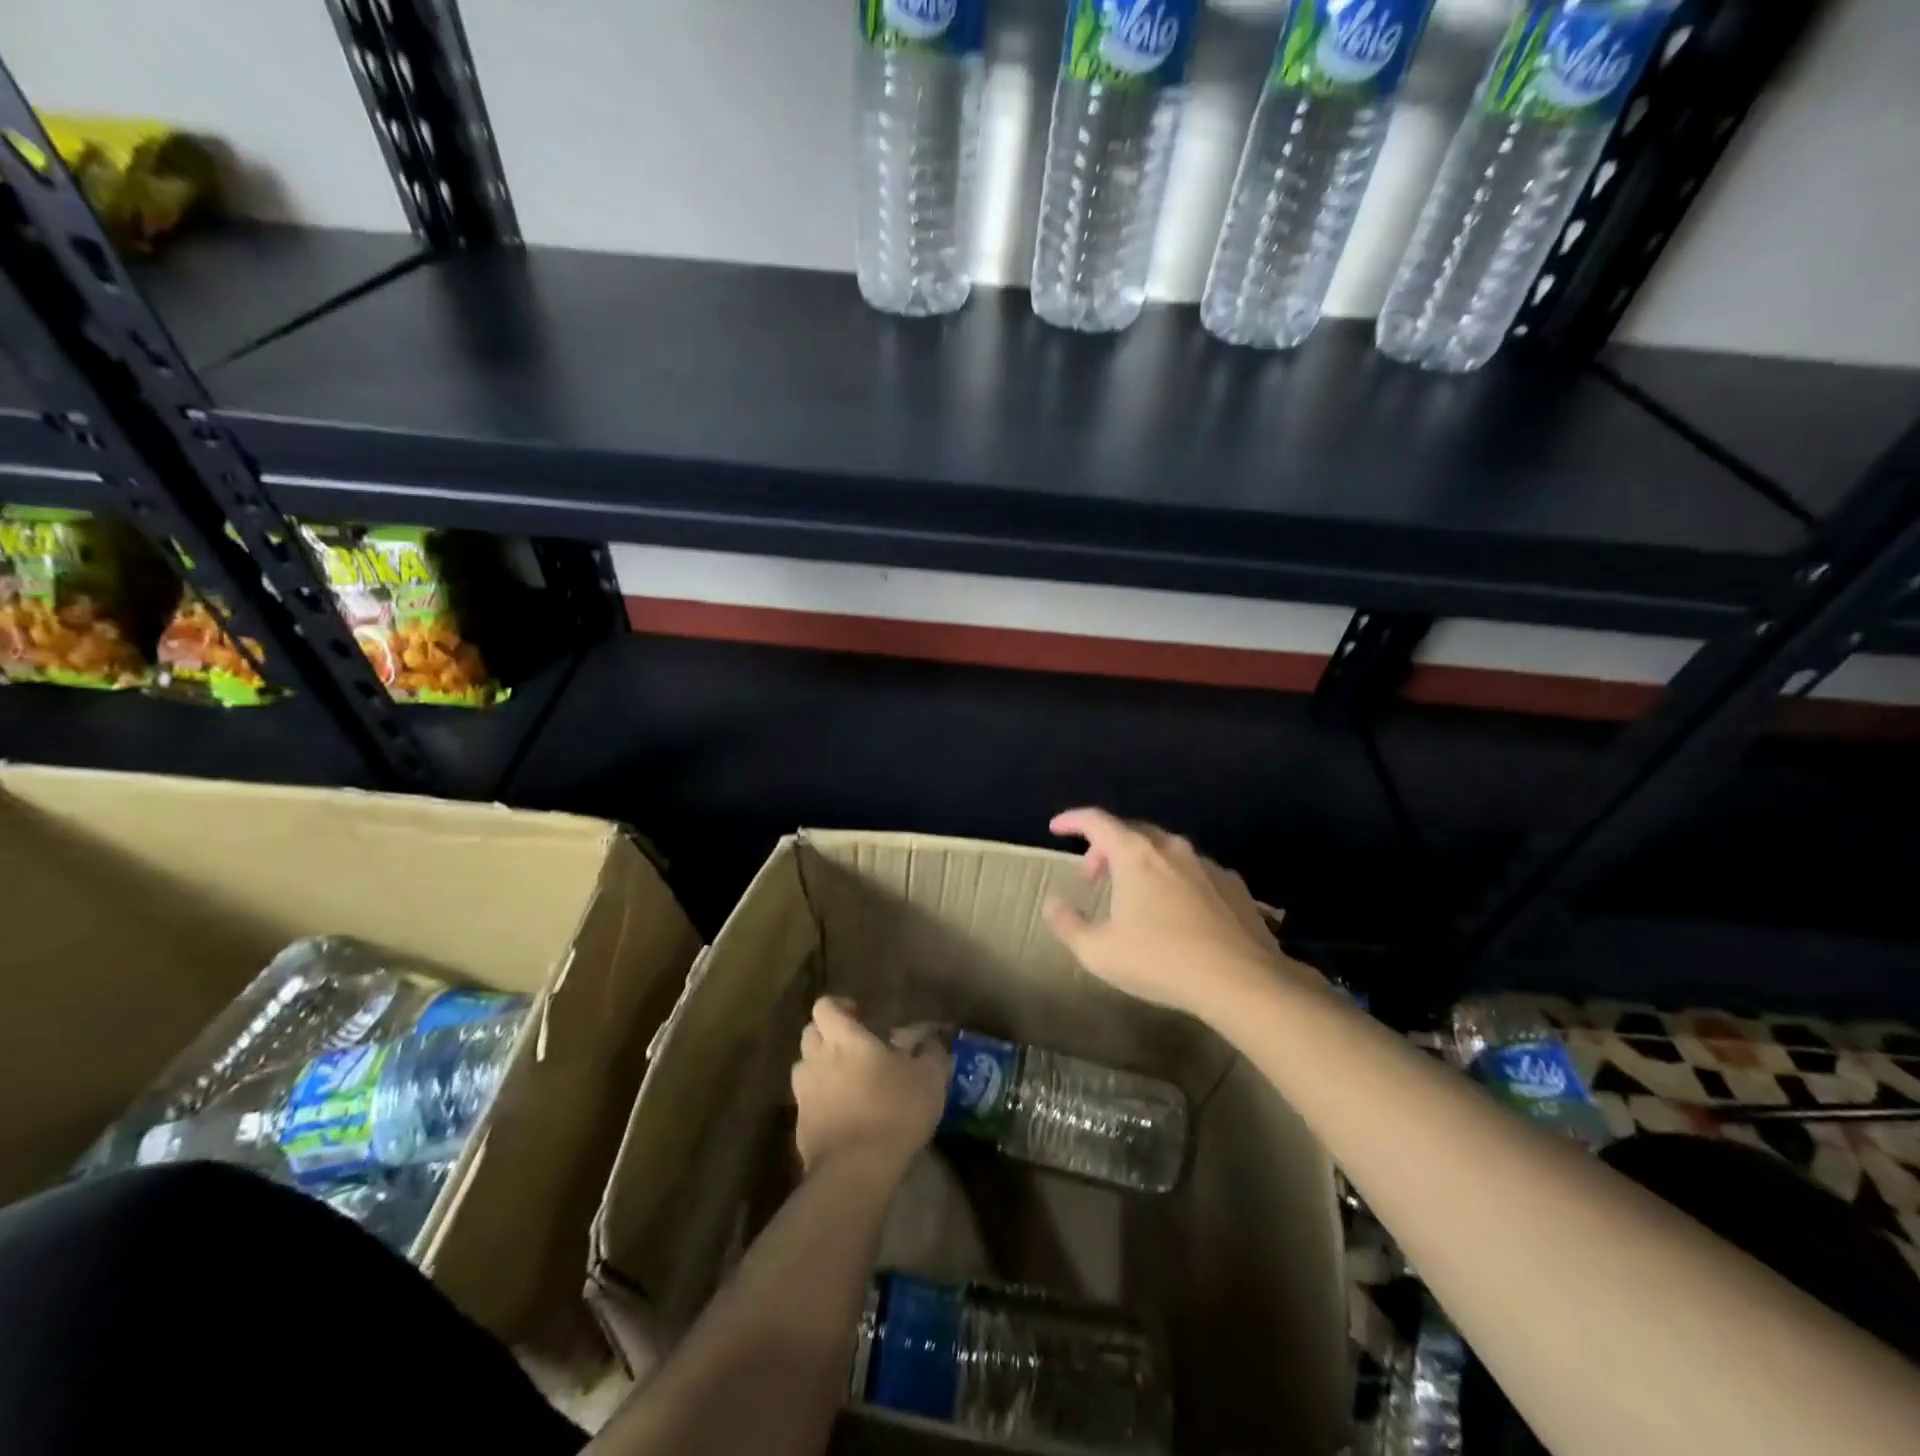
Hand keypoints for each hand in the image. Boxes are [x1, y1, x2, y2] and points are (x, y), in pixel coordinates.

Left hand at [791, 998, 948, 1178]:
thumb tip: (928, 1041)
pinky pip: (806, 1102)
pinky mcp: (799, 1126)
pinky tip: (843, 1115)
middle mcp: (817, 1059)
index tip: (860, 1016)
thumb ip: (929, 1053)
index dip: (839, 1006)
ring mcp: (804, 1093)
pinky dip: (820, 1101)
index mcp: (844, 1038)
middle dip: (828, 1034)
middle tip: (854, 1047)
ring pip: (804, 1067)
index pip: (825, 1006)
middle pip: (810, 1033)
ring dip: (820, 1067)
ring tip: (846, 1081)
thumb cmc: (894, 1111)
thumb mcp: (929, 1078)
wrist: (856, 1170)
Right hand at [1043, 808, 1317, 1021]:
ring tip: (1134, 895)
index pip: (1096, 821)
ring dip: (1141, 863)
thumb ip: (1068, 924)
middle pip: (1131, 832)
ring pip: (1164, 850)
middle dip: (1105, 847)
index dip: (1072, 820)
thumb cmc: (1161, 962)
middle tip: (1093, 876)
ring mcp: (1206, 865)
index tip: (1056, 828)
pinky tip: (1176, 910)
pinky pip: (1193, 871)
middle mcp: (1171, 849)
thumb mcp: (1099, 952)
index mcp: (1135, 855)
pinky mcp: (1233, 885)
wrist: (1243, 982)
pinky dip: (1174, 879)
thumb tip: (1052, 904)